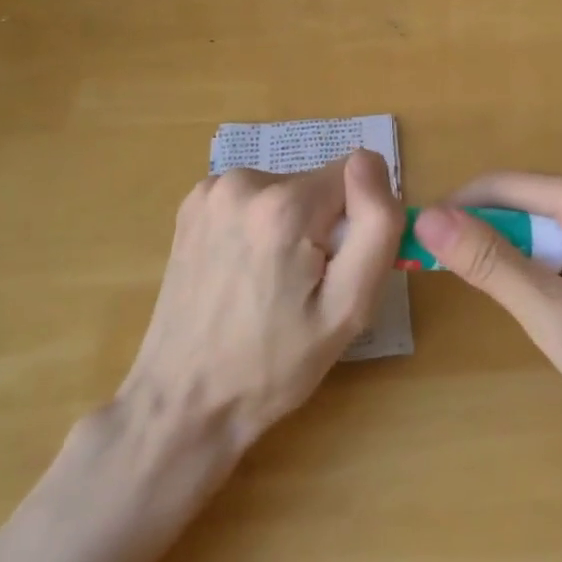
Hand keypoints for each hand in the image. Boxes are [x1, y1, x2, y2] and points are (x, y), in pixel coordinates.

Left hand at [123, 150, 403, 450]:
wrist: (185, 400)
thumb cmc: (274, 364)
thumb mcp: (349, 307)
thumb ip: (376, 225)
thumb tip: (370, 161)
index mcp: (283, 205)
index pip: (355, 178)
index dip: (355, 226)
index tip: (333, 272)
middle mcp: (242, 181)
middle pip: (319, 185)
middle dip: (322, 228)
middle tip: (303, 289)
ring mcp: (211, 190)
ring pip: (288, 192)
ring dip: (291, 228)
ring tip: (270, 286)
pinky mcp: (193, 204)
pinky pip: (256, 199)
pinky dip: (261, 228)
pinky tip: (244, 274)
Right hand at [413, 174, 561, 438]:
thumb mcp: (557, 317)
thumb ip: (492, 264)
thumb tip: (429, 218)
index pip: (500, 187)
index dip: (454, 214)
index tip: (415, 248)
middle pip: (520, 205)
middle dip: (484, 241)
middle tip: (454, 288)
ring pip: (539, 228)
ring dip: (512, 260)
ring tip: (508, 306)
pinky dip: (540, 270)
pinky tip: (546, 308)